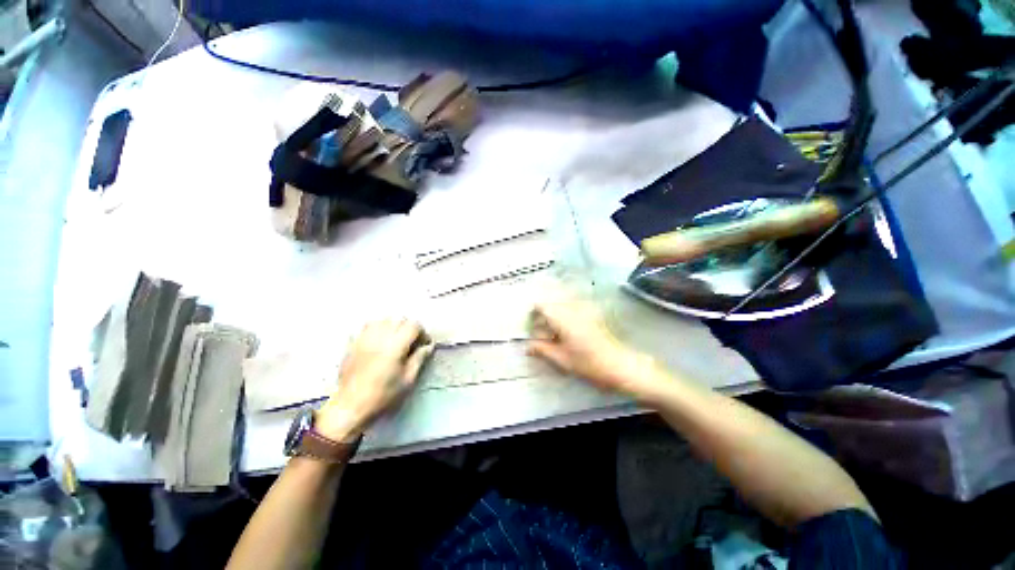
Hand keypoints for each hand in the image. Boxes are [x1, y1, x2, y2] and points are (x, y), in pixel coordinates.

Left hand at [316, 319, 432, 440]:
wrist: (350, 407)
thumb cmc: (383, 395)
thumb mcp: (407, 380)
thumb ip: (419, 359)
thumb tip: (428, 346)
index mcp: (395, 346)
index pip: (413, 325)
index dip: (422, 332)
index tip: (424, 344)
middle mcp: (379, 337)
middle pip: (399, 319)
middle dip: (409, 328)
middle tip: (412, 342)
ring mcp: (364, 338)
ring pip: (383, 319)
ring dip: (393, 326)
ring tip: (395, 339)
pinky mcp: (353, 343)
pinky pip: (366, 326)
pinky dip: (376, 328)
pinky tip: (378, 340)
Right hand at [527, 292, 654, 397]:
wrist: (620, 365)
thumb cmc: (589, 364)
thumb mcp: (562, 359)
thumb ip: (542, 350)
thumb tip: (527, 346)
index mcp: (563, 318)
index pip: (542, 305)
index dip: (533, 312)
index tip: (530, 325)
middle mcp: (572, 309)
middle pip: (551, 304)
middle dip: (543, 317)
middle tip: (542, 335)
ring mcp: (583, 310)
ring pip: (561, 306)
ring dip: (554, 317)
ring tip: (554, 336)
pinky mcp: (591, 314)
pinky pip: (572, 309)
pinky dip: (564, 317)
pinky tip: (566, 334)